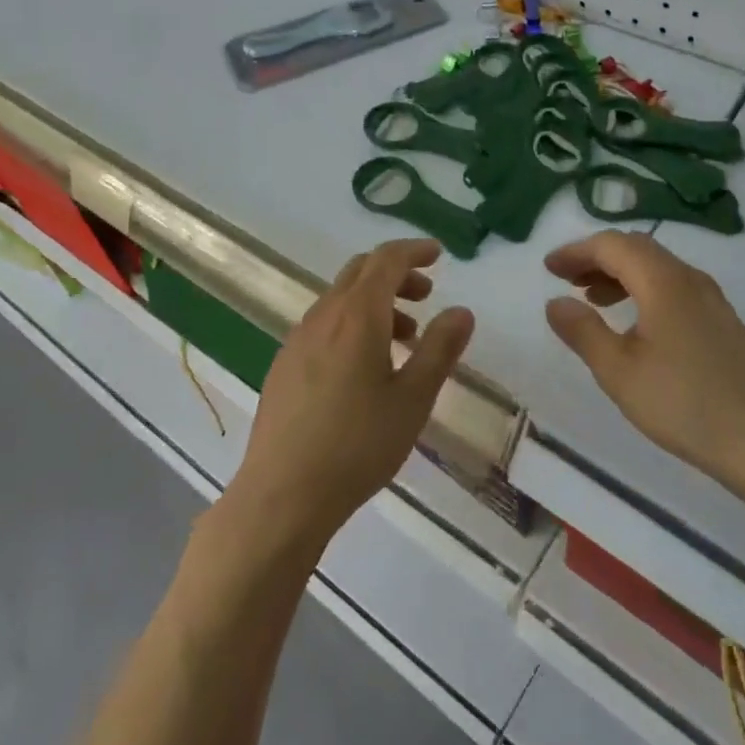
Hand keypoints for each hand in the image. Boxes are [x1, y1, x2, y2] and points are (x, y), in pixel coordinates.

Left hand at [228, 239, 474, 549]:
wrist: (283, 493)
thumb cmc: (358, 444)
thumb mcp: (413, 399)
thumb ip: (439, 349)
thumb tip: (461, 311)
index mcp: (357, 315)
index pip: (386, 260)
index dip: (413, 251)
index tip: (437, 255)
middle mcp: (323, 316)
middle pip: (360, 272)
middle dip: (396, 274)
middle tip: (425, 296)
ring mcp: (298, 339)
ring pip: (341, 299)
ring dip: (375, 302)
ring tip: (404, 340)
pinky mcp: (284, 364)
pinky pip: (325, 324)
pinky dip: (352, 324)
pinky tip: (364, 368)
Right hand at [543, 232, 744, 500]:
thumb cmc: (684, 403)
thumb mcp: (619, 371)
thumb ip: (583, 331)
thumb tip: (555, 302)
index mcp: (663, 281)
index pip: (612, 245)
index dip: (576, 251)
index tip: (548, 268)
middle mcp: (690, 280)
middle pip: (637, 249)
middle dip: (597, 258)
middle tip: (566, 279)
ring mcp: (713, 301)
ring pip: (658, 269)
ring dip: (620, 275)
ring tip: (593, 301)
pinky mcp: (724, 324)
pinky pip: (675, 289)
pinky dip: (644, 292)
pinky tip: (636, 325)